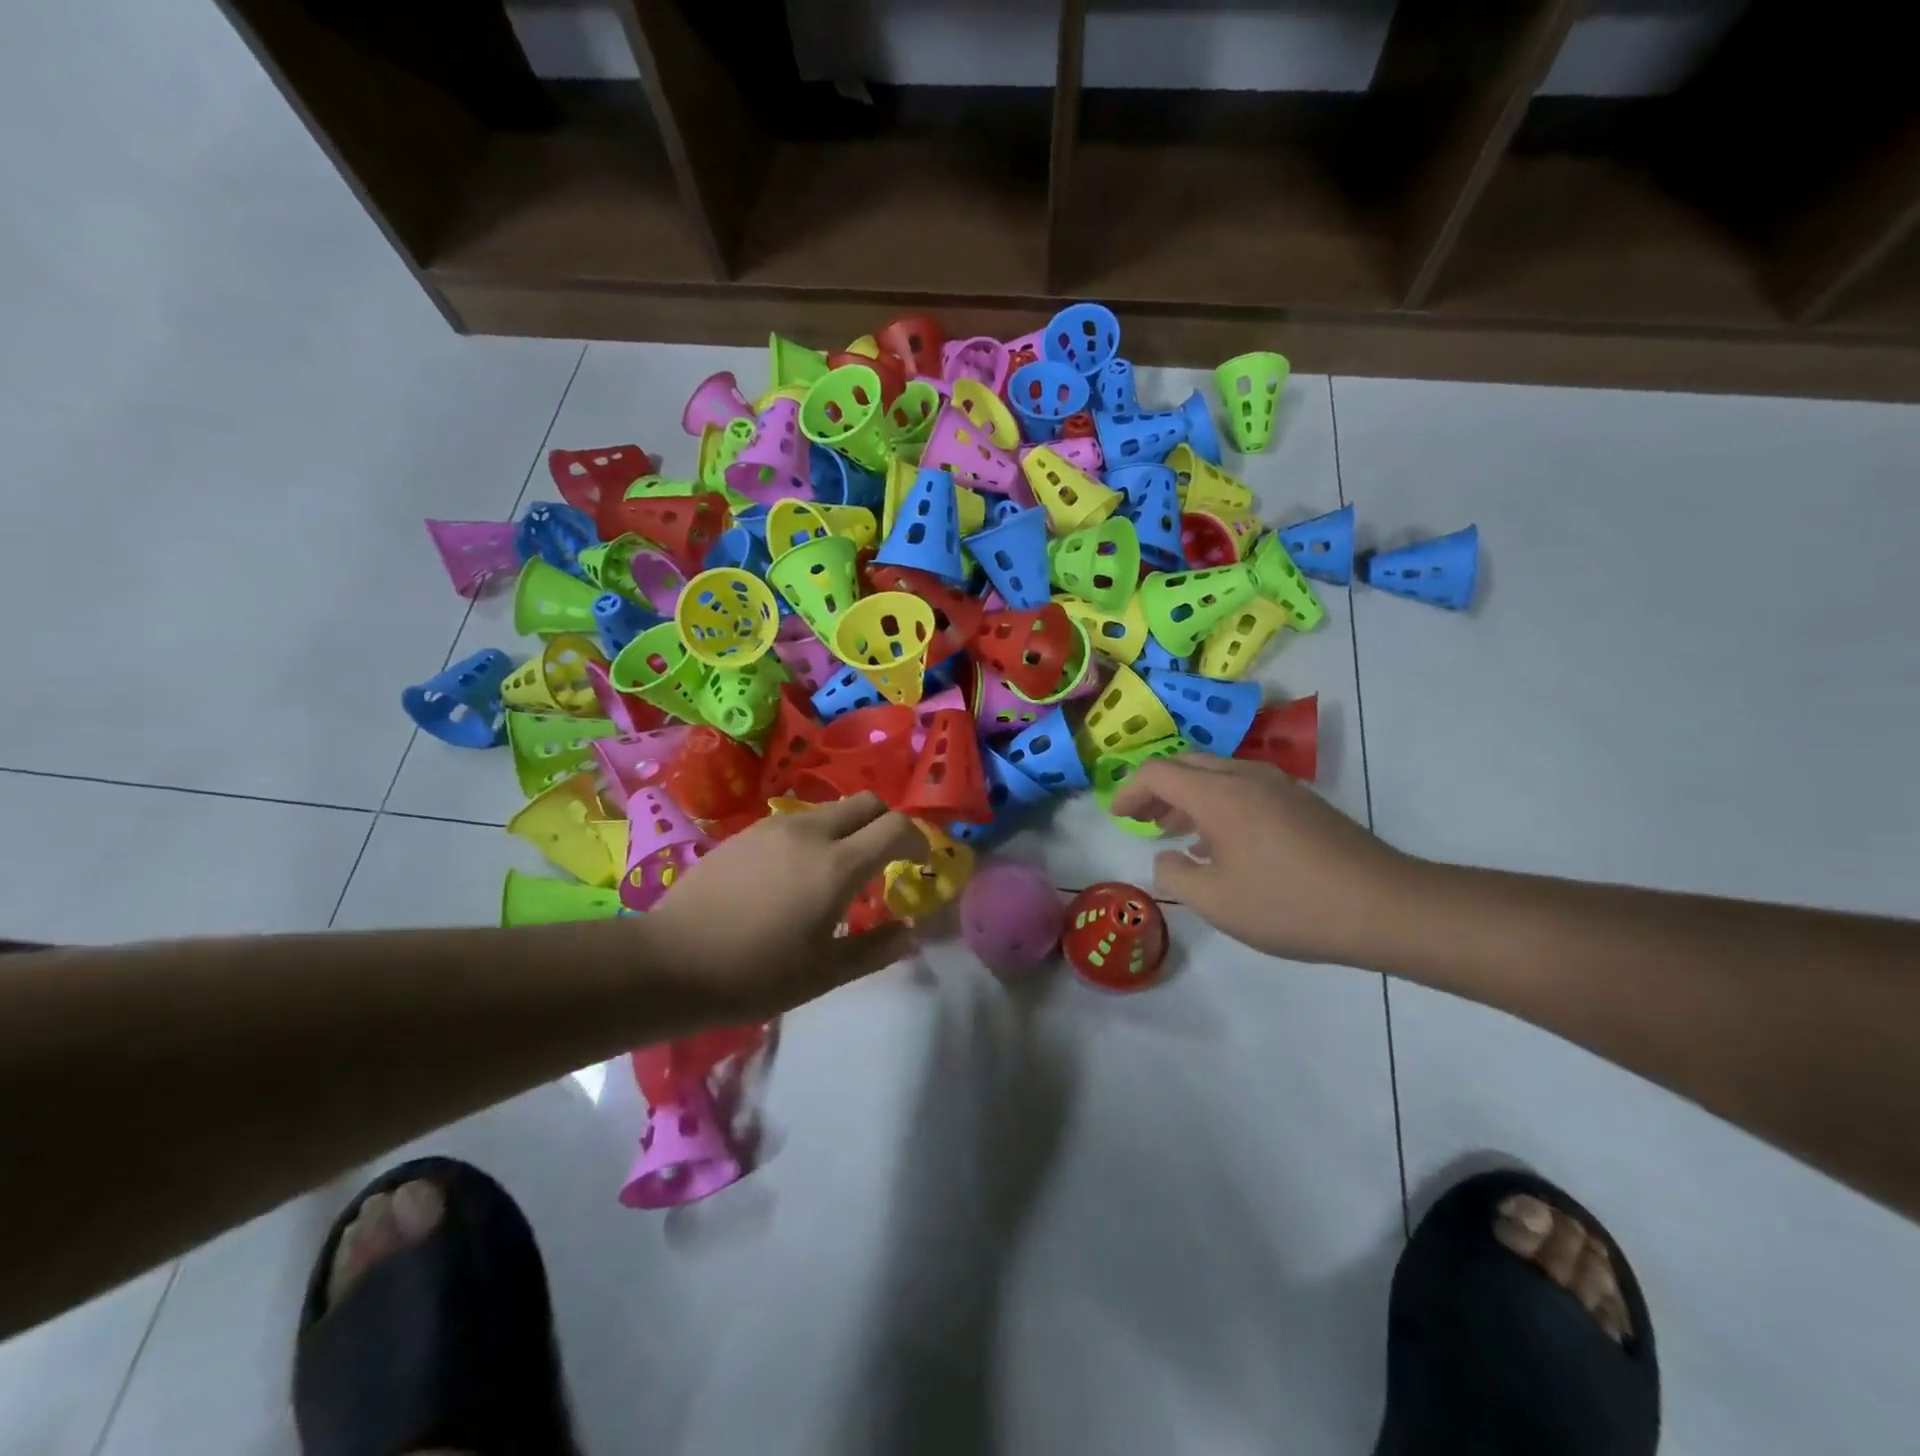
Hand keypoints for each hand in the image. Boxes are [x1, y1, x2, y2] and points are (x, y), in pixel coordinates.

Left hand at [636, 793, 927, 1018]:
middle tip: (884, 860)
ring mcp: (774, 827)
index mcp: (837, 865)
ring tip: (836, 872)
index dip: (917, 840)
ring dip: (849, 830)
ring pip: (830, 810)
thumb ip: (875, 949)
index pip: (895, 827)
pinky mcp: (746, 832)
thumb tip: (910, 933)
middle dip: (886, 824)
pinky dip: (815, 836)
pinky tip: (794, 875)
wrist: (669, 962)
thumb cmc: (754, 974)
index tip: (918, 862)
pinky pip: (797, 821)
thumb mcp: (823, 973)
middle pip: (867, 802)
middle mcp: (810, 832)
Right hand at [1110, 754, 1420, 965]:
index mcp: (1219, 793)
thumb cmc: (1288, 903)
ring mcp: (1278, 786)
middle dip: (1157, 789)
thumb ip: (1175, 874)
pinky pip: (1244, 788)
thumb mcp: (1215, 901)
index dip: (1130, 792)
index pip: (1158, 773)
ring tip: (1174, 831)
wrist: (1383, 906)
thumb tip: (1167, 857)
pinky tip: (1220, 842)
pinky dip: (1217, 803)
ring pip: (1217, 774)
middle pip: (1186, 765)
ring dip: (1188, 796)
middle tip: (1142, 820)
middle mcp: (1246, 776)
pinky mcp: (1301, 802)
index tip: (1118, 817)